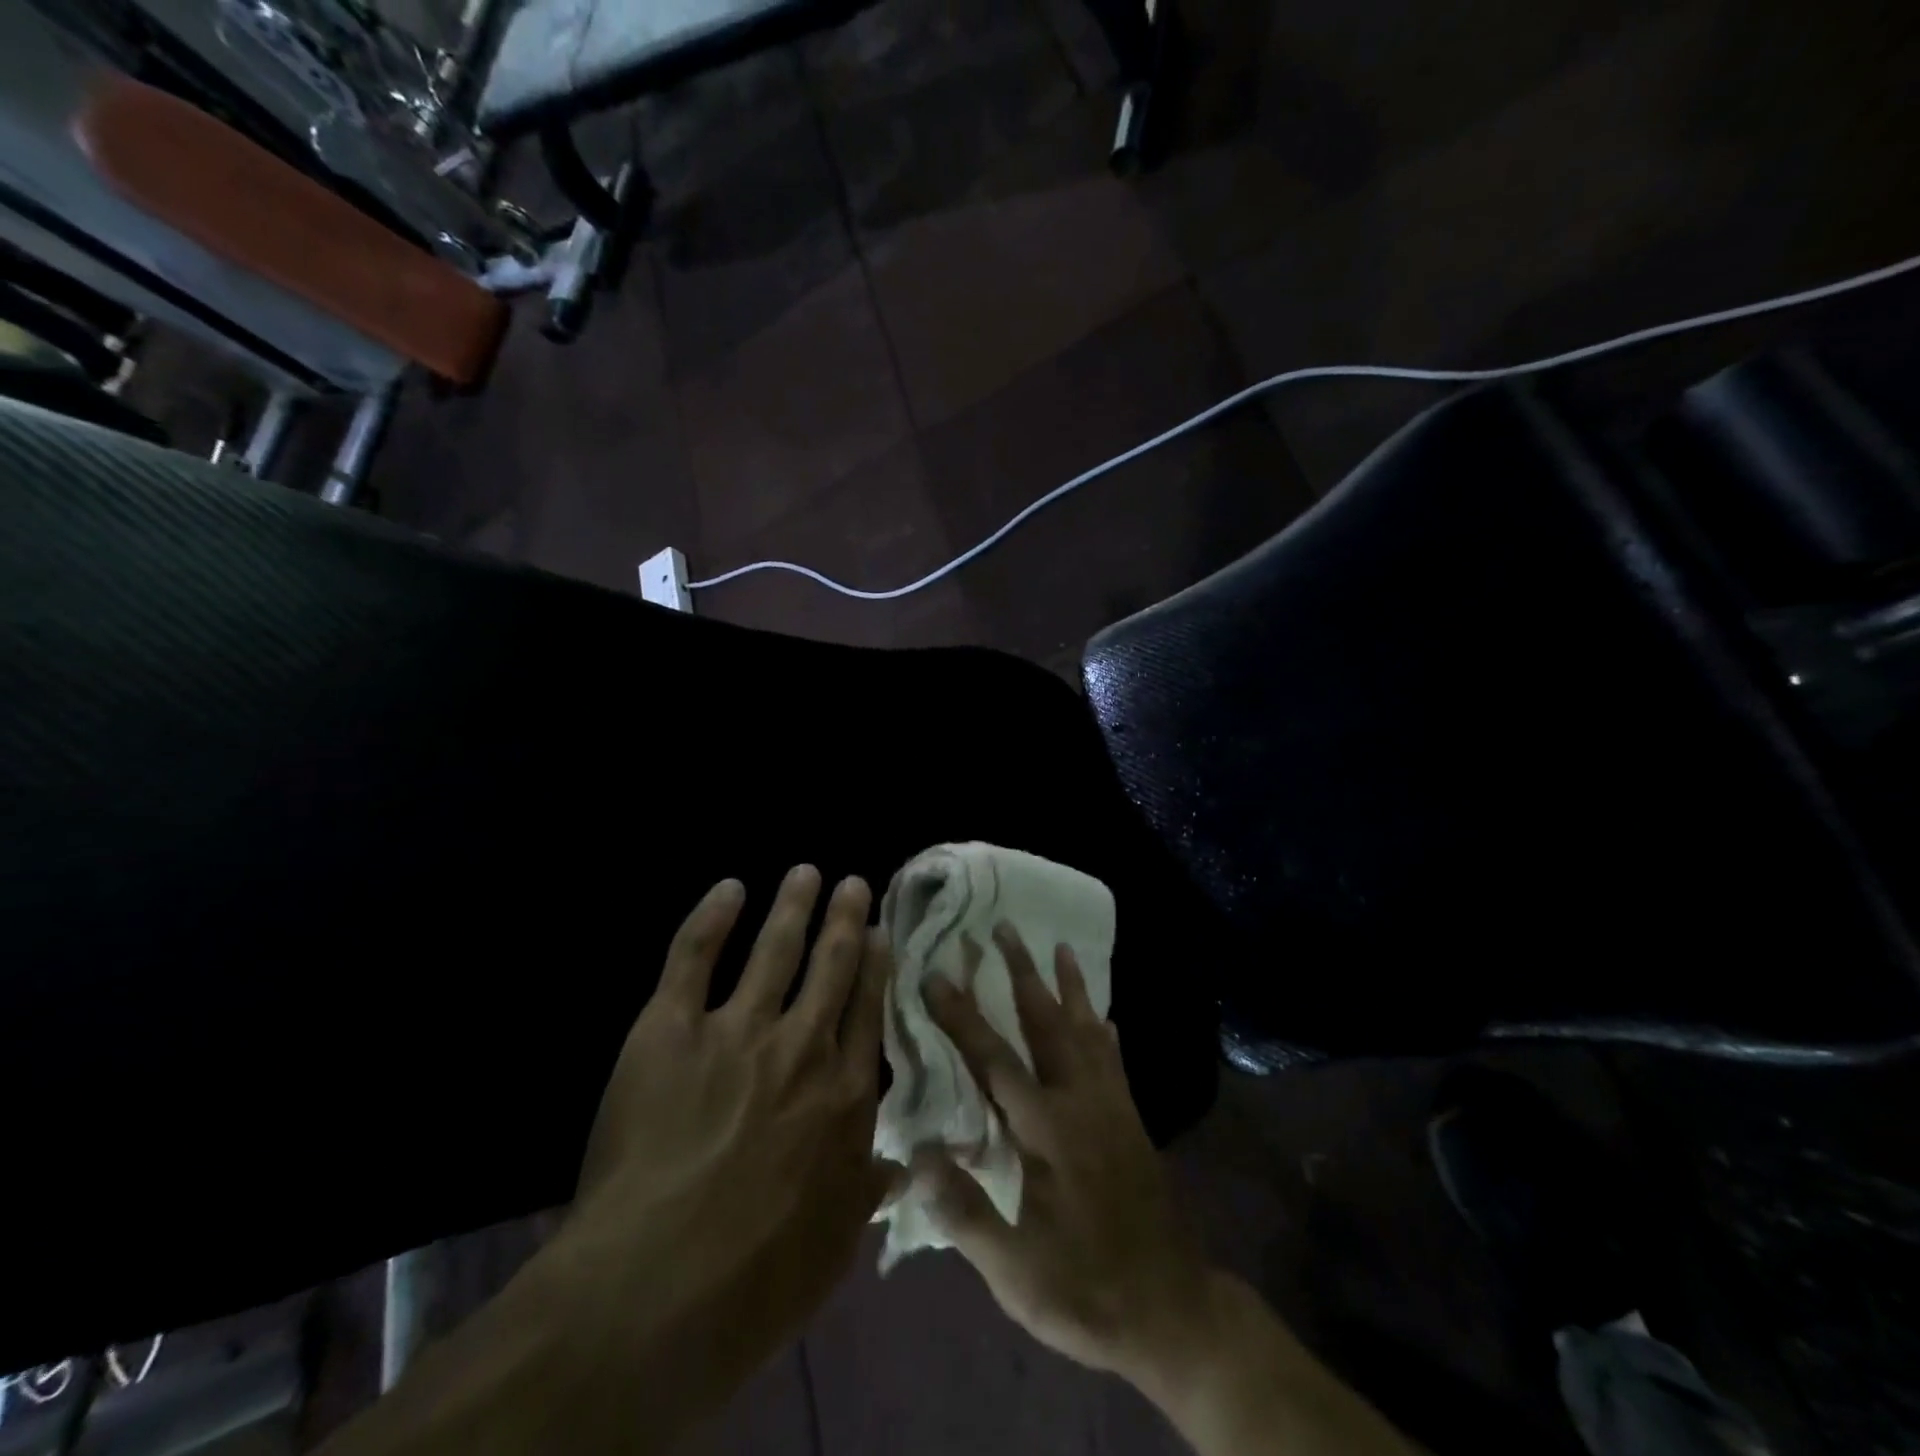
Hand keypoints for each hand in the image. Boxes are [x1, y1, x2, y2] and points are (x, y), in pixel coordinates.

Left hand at [561, 867, 893, 1394]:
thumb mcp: (835, 1246)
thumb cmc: (757, 1279)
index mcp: (844, 1094)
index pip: (868, 1011)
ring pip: (774, 949)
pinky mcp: (670, 1029)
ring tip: (805, 872)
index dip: (875, 967)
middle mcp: (801, 1047)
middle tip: (853, 882)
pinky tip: (728, 888)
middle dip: (845, 919)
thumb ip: (867, 1194)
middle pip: (832, 965)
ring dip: (793, 905)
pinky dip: (711, 918)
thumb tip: (900, 1167)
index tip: (881, 933)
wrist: (656, 1288)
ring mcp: (736, 1030)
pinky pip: (693, 957)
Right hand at [918, 925, 1213, 1381]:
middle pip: (1047, 1023)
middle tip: (1005, 928)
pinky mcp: (1132, 1121)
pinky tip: (1106, 1016)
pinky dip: (1106, 1031)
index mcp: (1046, 1130)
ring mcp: (1112, 1107)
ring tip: (1063, 946)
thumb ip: (965, 1212)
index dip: (962, 1016)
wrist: (1174, 1312)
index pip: (994, 1059)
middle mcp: (1080, 1102)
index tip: (938, 974)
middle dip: (1022, 973)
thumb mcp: (1016, 1271)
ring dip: (1071, 986)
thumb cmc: (1087, 1291)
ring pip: (1087, 1030)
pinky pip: (1115, 1060)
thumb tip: (917, 1154)